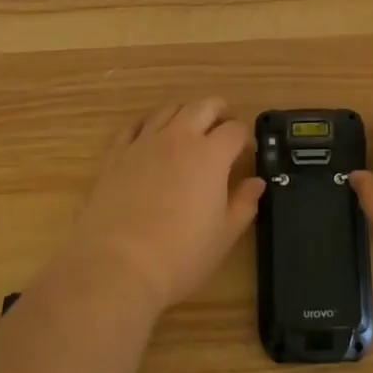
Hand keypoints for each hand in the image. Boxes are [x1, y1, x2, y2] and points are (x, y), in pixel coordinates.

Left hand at [61, 99, 261, 315]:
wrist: (117, 266)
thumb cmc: (180, 255)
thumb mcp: (224, 235)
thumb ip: (244, 203)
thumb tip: (256, 182)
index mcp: (211, 155)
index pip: (235, 130)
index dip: (245, 137)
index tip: (246, 151)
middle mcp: (179, 138)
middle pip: (203, 106)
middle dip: (219, 111)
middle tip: (223, 125)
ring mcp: (144, 142)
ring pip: (168, 109)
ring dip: (184, 112)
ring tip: (189, 128)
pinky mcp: (116, 154)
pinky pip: (133, 126)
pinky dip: (147, 124)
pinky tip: (150, 136)